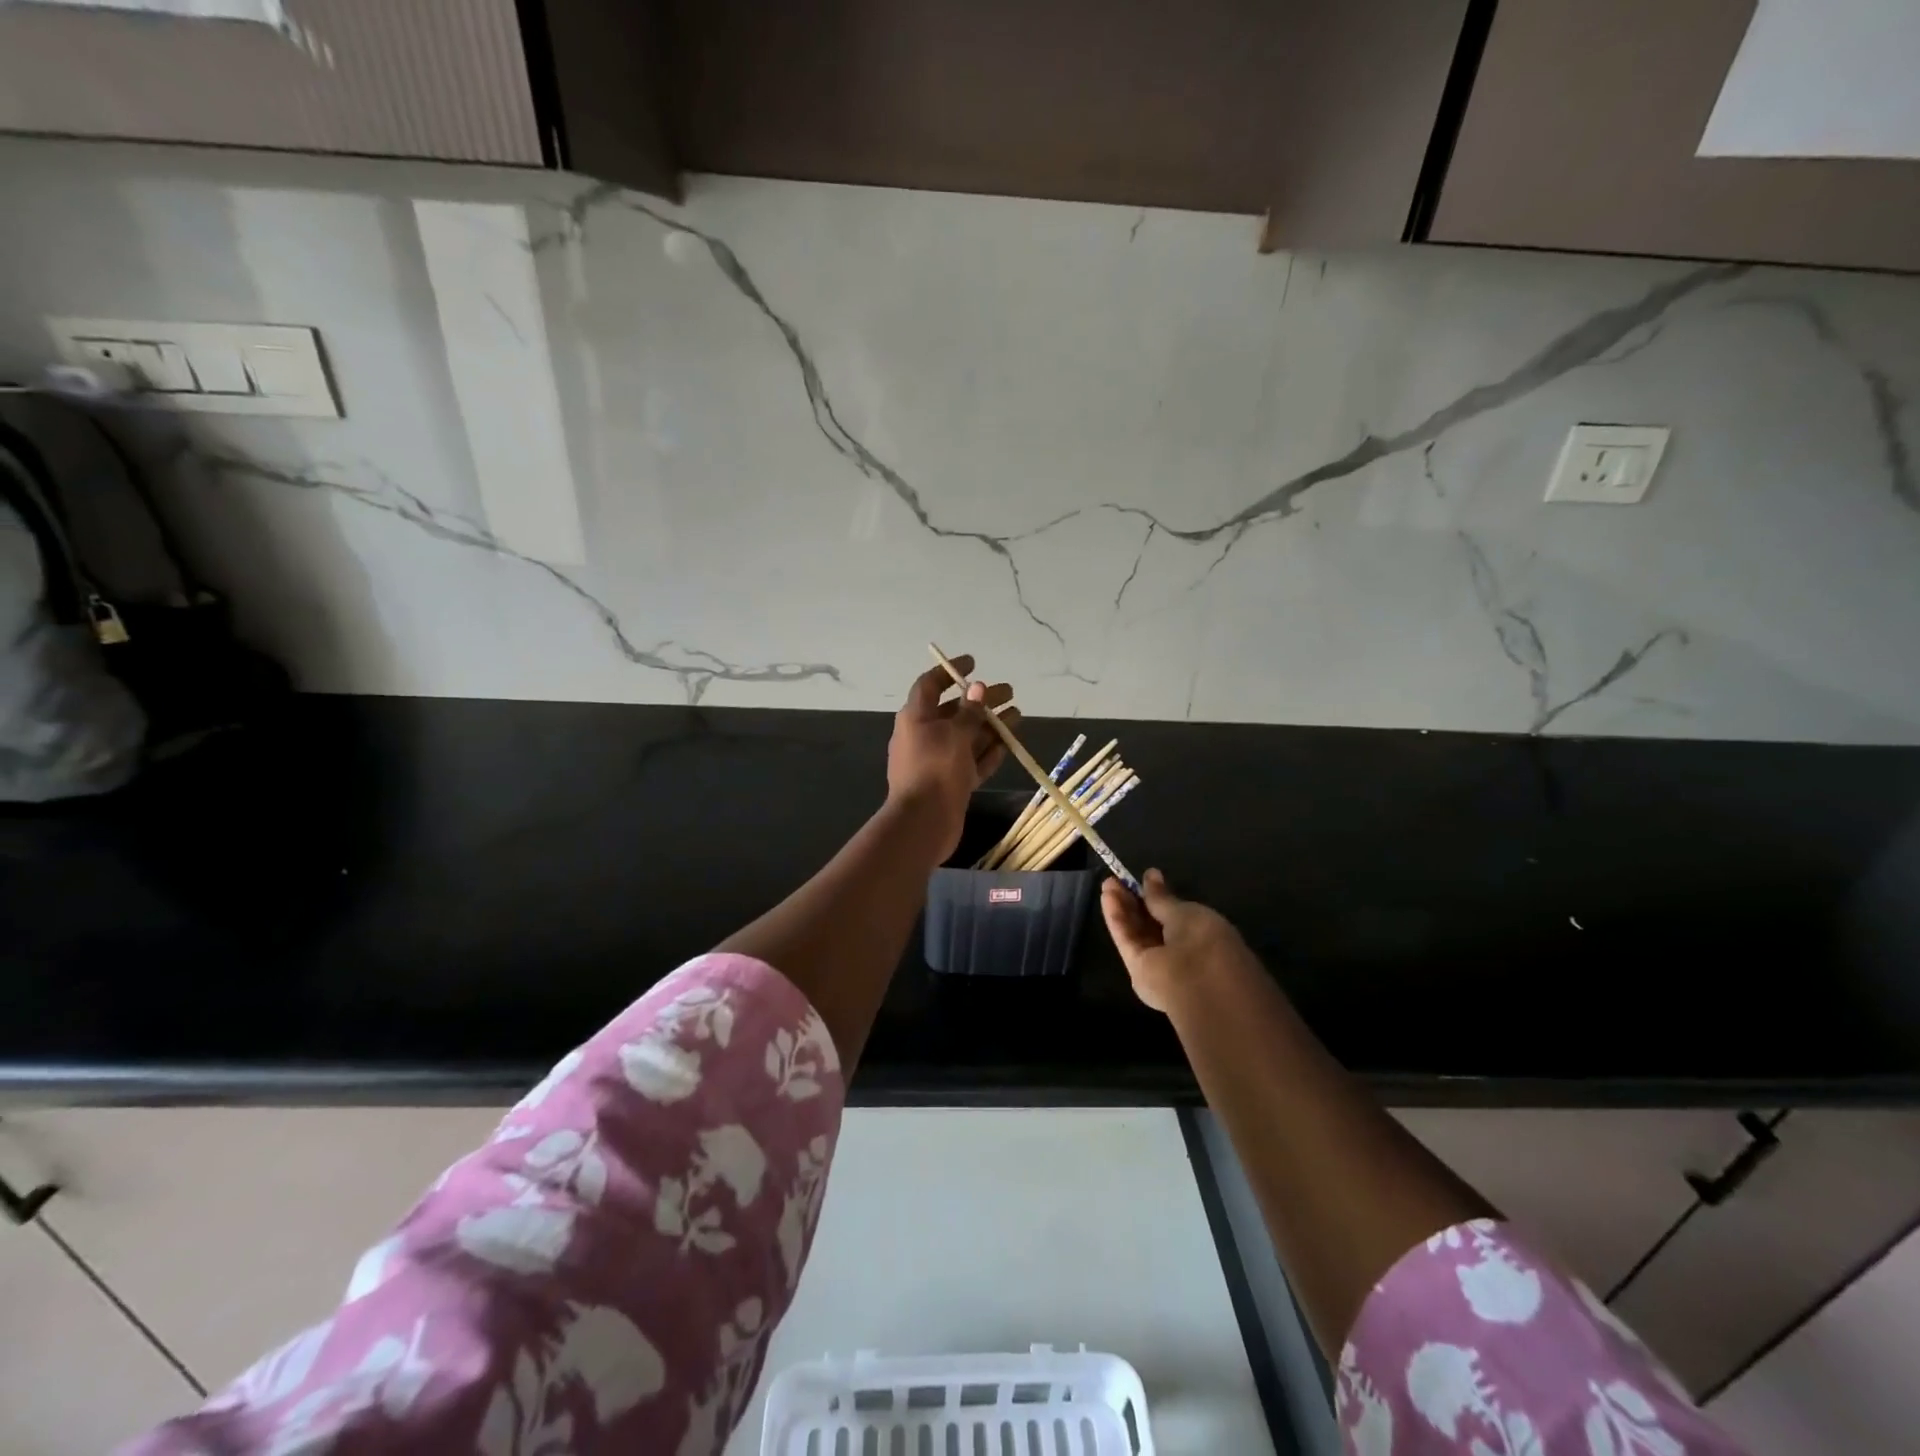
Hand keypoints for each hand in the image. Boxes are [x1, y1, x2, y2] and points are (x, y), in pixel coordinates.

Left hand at [887, 654, 1017, 861]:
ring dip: (991, 725)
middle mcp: (924, 736)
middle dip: (982, 701)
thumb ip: (969, 712)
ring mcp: (938, 761)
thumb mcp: (954, 734)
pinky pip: (971, 762)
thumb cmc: (935, 769)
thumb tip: (977, 689)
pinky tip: (1007, 745)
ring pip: (967, 737)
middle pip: (955, 711)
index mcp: (916, 718)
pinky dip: (987, 752)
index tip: (974, 662)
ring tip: (1018, 715)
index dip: (951, 671)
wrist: (923, 823)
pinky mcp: (951, 783)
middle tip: (1010, 692)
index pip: (930, 684)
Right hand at [1101, 869, 1252, 1012]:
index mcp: (1202, 935)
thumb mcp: (1186, 913)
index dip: (1157, 897)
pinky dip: (1117, 920)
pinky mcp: (1139, 971)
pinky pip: (1128, 940)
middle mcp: (1180, 950)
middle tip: (1118, 880)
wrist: (1202, 988)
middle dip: (1135, 901)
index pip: (1174, 914)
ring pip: (1138, 931)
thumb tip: (1151, 875)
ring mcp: (1159, 962)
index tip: (1143, 878)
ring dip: (1123, 907)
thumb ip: (1163, 898)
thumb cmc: (1205, 943)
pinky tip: (1107, 898)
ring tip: (1108, 884)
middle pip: (1152, 923)